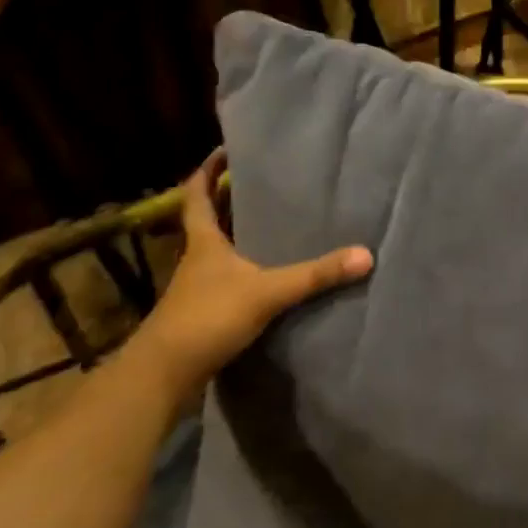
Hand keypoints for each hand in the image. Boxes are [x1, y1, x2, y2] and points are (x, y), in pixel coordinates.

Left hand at [129, 150, 372, 402]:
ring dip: (236, 234)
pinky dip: (243, 268)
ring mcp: (197, 288)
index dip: (207, 172)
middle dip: (228, 199)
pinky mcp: (202, 314)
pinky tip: (265, 274)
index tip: (224, 152)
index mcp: (204, 243)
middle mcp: (197, 259)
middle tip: (259, 182)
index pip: (197, 196)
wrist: (163, 375)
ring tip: (271, 222)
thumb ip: (315, 275)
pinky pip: (225, 279)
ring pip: (217, 251)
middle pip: (208, 220)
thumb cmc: (207, 318)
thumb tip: (365, 255)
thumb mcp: (267, 292)